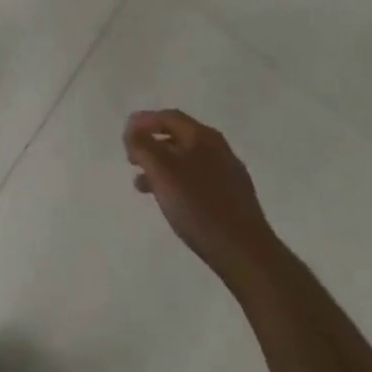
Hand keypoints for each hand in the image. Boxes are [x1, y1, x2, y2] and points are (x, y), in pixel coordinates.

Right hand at [124, 109, 275, 284]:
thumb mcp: (161, 170)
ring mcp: (230, 175)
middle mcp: (219, 149)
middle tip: (132, 159)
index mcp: (203, 136)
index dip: (143, 121)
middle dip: (152, 145)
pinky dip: (178, 184)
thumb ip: (142, 146)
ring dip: (163, 167)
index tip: (125, 135)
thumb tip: (133, 131)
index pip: (168, 116)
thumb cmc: (199, 206)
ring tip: (143, 186)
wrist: (246, 254)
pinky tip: (172, 202)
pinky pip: (199, 181)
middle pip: (178, 137)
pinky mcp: (235, 200)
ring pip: (188, 161)